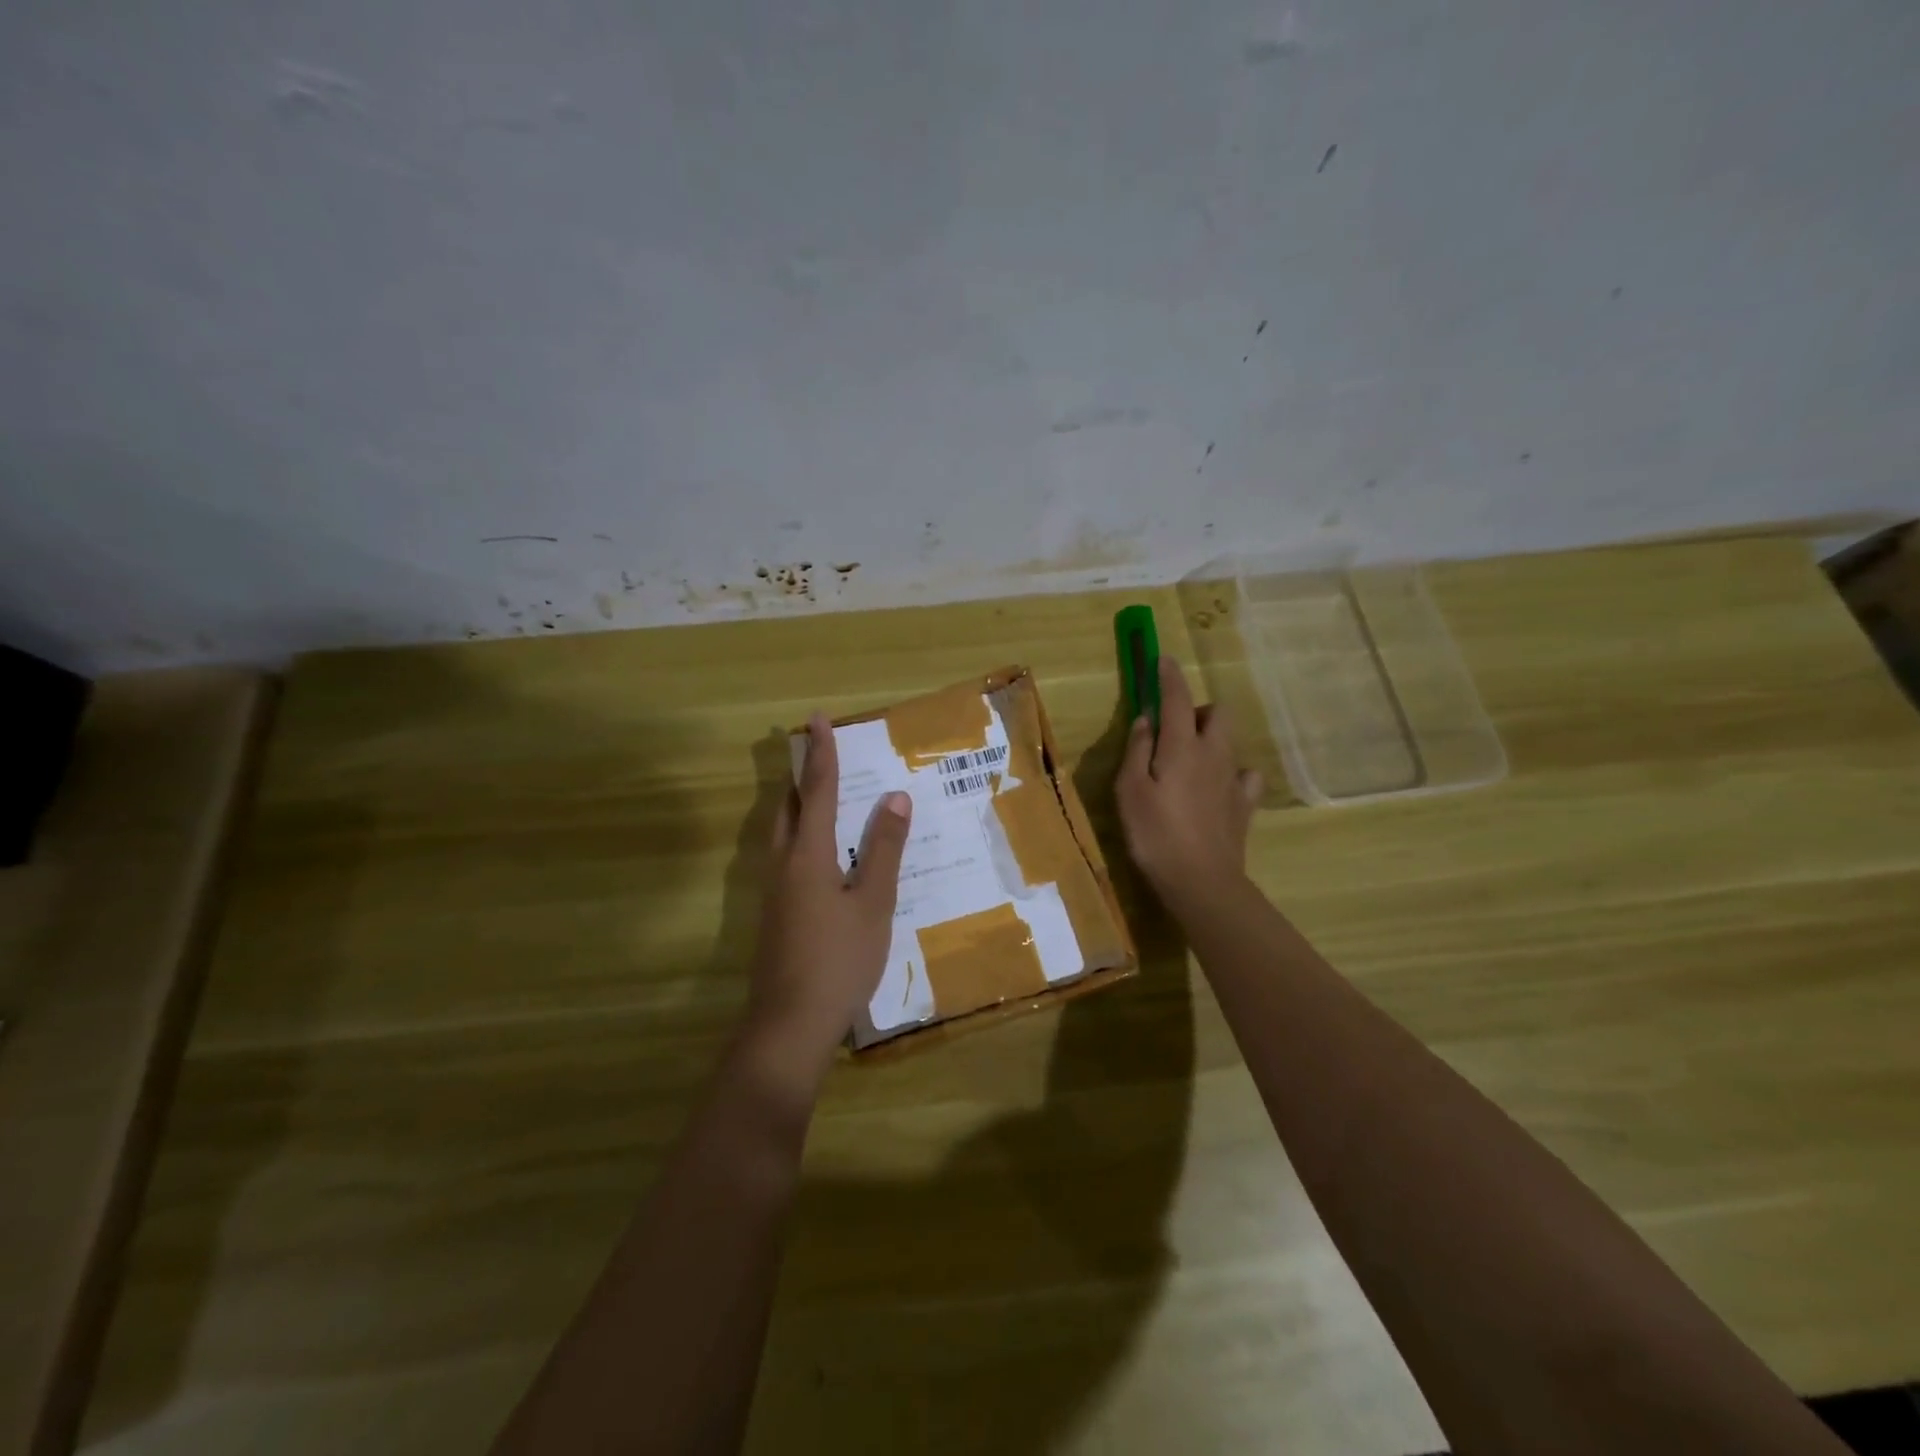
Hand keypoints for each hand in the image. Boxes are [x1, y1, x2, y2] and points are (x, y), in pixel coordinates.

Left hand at [746, 713, 912, 1072]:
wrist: (789, 1024)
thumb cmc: (839, 960)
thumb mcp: (873, 903)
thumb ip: (883, 849)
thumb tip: (894, 797)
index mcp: (808, 855)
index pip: (817, 790)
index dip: (821, 753)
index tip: (816, 718)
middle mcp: (783, 864)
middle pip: (789, 807)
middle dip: (802, 776)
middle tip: (818, 753)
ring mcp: (774, 892)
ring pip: (783, 834)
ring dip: (800, 806)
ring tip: (822, 796)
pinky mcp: (776, 915)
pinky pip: (787, 858)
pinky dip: (803, 837)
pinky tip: (824, 857)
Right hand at [1116, 657, 1262, 914]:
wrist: (1202, 881)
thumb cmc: (1155, 834)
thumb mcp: (1130, 790)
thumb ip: (1137, 749)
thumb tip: (1146, 718)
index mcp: (1182, 747)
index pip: (1177, 698)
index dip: (1168, 676)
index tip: (1162, 660)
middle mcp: (1213, 754)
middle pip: (1216, 713)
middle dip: (1196, 709)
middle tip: (1171, 729)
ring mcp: (1234, 779)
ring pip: (1230, 740)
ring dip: (1211, 738)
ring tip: (1189, 759)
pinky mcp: (1245, 804)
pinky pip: (1245, 775)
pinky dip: (1231, 772)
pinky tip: (1217, 786)